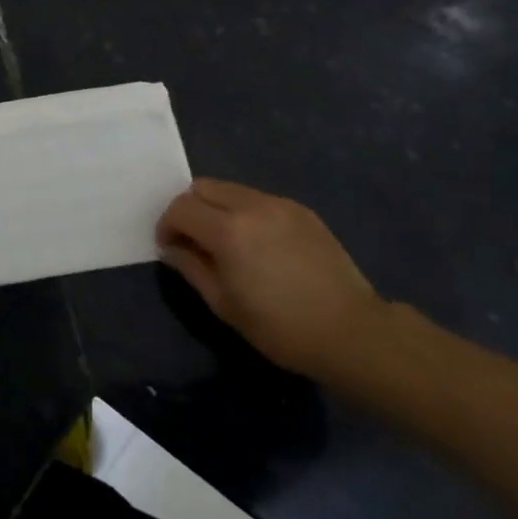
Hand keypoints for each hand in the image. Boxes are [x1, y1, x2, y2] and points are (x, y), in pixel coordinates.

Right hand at [156, 179, 383, 378]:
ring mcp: (279, 204)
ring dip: (216, 208)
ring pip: (231, 189)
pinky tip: (258, 244)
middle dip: (189, 209)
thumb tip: (171, 248)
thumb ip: (191, 267)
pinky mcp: (301, 210)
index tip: (170, 248)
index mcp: (227, 230)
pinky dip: (245, 212)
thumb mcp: (224, 304)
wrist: (350, 331)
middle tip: (193, 240)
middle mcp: (251, 205)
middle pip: (202, 187)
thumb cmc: (280, 327)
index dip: (167, 225)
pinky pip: (258, 199)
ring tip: (226, 242)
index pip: (180, 208)